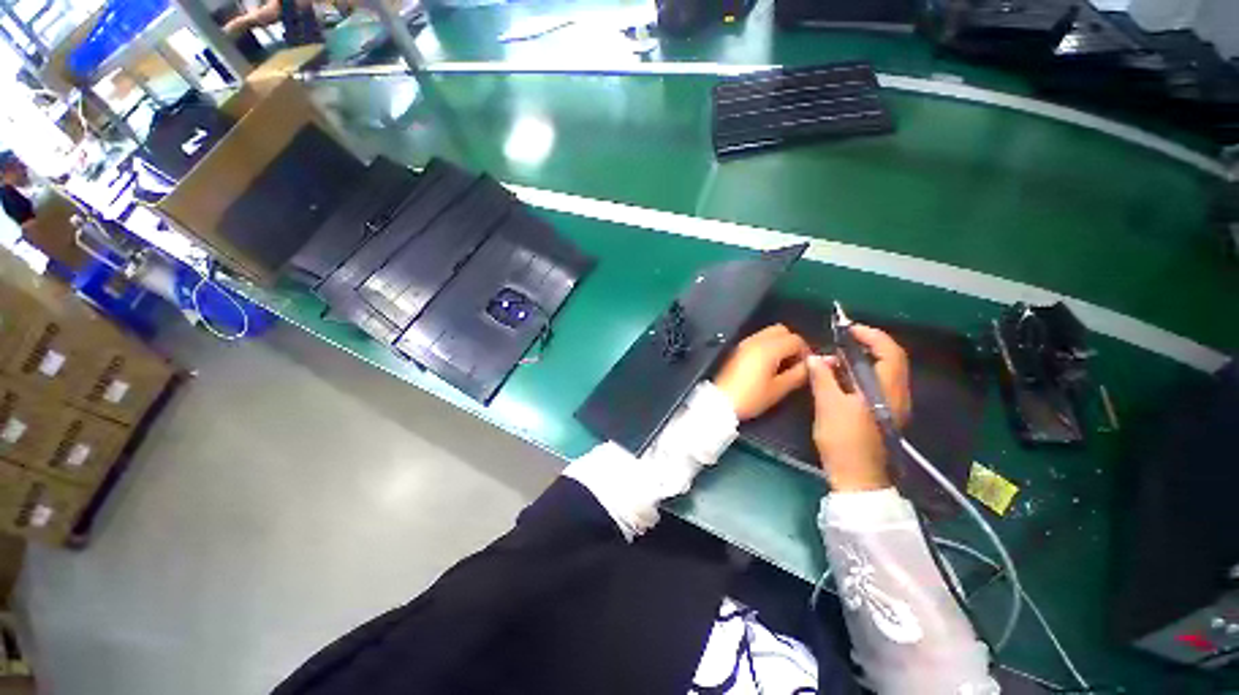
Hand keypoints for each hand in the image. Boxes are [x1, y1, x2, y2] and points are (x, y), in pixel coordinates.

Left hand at [714, 324, 810, 420]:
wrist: (721, 401)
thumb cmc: (752, 397)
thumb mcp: (779, 388)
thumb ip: (800, 373)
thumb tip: (821, 362)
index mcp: (768, 348)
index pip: (796, 339)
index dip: (806, 352)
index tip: (808, 367)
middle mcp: (756, 340)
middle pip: (782, 330)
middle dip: (793, 343)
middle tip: (796, 362)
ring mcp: (745, 343)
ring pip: (769, 333)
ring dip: (780, 344)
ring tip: (783, 365)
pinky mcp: (738, 349)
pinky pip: (758, 339)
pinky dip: (768, 346)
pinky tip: (769, 364)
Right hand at [807, 325, 910, 491]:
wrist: (856, 476)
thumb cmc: (844, 440)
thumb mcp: (828, 405)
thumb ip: (823, 378)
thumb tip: (815, 357)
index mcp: (887, 390)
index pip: (889, 352)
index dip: (871, 336)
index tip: (848, 329)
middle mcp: (896, 394)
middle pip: (889, 359)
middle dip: (865, 346)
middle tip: (840, 341)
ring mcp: (892, 404)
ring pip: (881, 372)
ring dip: (860, 361)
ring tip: (833, 360)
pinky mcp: (882, 413)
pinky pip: (874, 384)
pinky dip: (858, 374)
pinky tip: (838, 378)